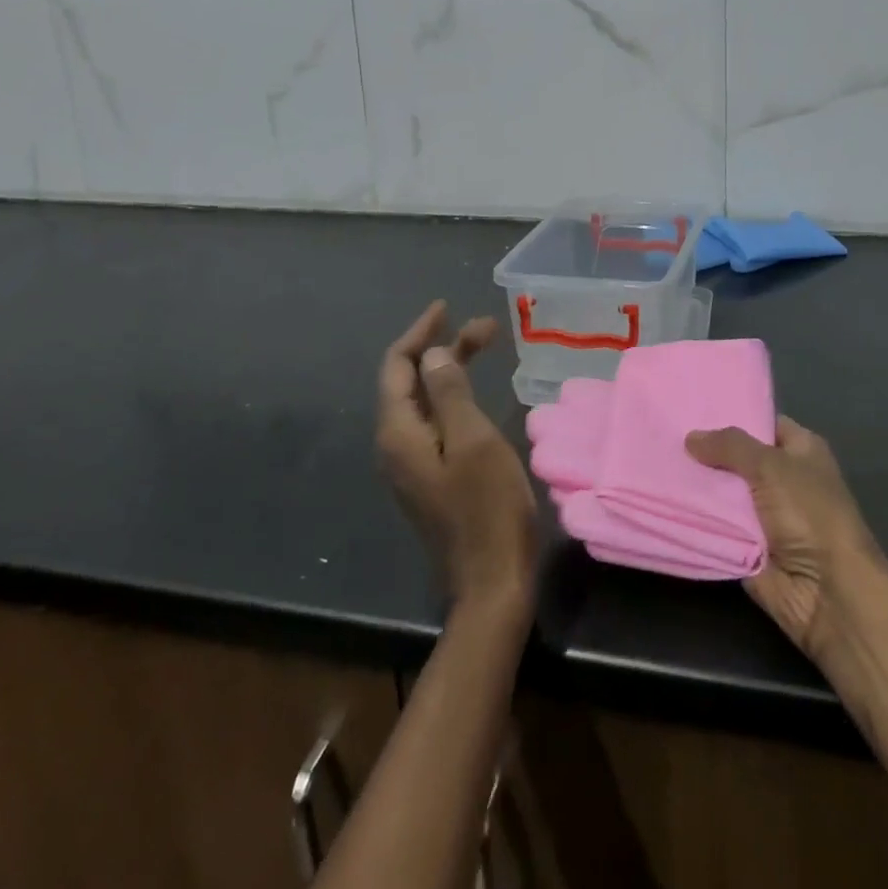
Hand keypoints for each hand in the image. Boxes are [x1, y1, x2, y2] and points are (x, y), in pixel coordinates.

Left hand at [377, 301, 537, 621]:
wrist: (492, 581)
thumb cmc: (487, 506)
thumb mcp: (473, 440)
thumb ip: (449, 392)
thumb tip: (432, 354)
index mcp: (399, 433)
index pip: (398, 367)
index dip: (420, 332)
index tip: (447, 307)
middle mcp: (396, 445)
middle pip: (410, 381)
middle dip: (443, 348)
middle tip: (487, 328)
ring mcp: (411, 464)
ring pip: (424, 401)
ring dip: (450, 369)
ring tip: (487, 347)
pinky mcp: (429, 476)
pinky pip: (434, 422)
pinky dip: (453, 395)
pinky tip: (475, 392)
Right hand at [686, 417, 886, 662]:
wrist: (826, 591)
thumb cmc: (809, 513)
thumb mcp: (771, 466)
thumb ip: (730, 446)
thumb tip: (691, 437)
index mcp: (800, 450)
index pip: (762, 423)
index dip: (731, 415)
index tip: (691, 407)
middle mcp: (783, 478)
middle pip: (737, 458)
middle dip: (705, 450)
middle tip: (665, 433)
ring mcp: (764, 514)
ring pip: (722, 492)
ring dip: (696, 485)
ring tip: (656, 461)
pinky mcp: (747, 546)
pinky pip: (716, 525)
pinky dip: (695, 517)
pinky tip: (662, 497)